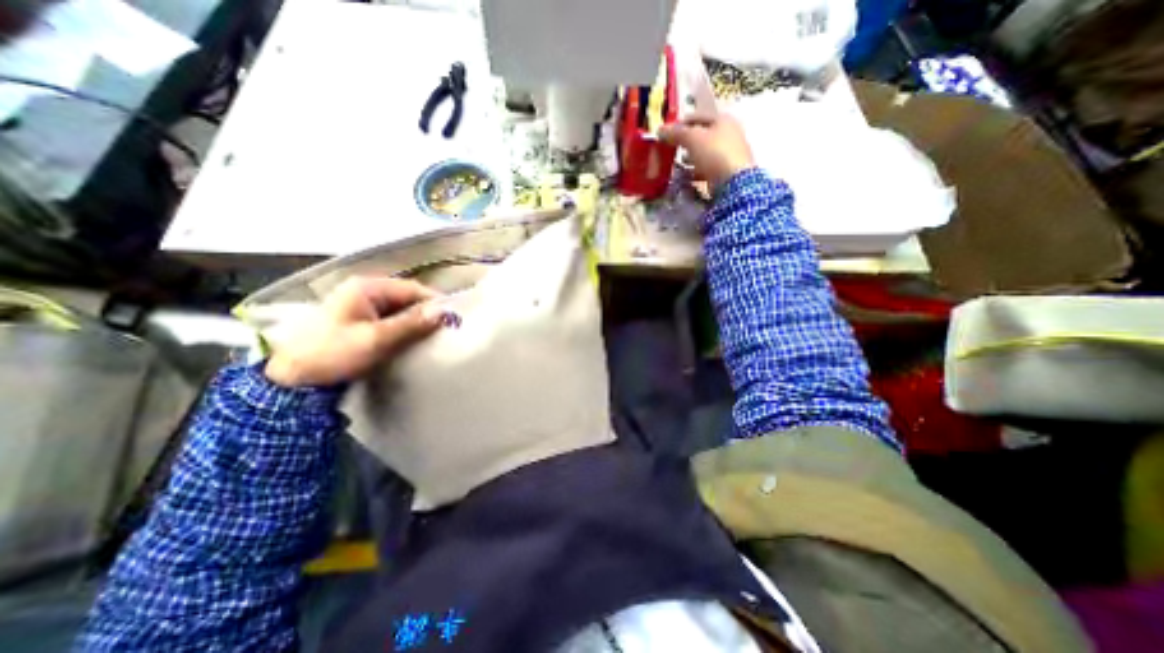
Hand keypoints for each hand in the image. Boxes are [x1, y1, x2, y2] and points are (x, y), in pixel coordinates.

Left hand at [266, 275, 446, 386]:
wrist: (292, 379)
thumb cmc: (332, 354)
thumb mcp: (375, 339)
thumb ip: (411, 324)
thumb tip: (444, 312)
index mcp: (367, 287)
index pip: (413, 289)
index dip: (435, 302)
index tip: (455, 319)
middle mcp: (366, 291)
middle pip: (408, 298)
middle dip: (427, 313)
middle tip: (446, 331)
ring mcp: (362, 305)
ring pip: (401, 309)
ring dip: (417, 322)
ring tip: (434, 337)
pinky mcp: (360, 320)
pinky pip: (392, 319)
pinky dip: (405, 328)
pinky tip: (413, 340)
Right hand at [663, 113, 754, 189]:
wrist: (734, 182)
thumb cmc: (714, 153)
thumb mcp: (692, 138)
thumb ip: (676, 133)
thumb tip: (660, 130)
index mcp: (722, 119)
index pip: (696, 117)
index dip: (680, 124)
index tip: (666, 135)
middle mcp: (728, 133)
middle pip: (701, 135)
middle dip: (685, 142)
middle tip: (671, 150)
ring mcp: (729, 153)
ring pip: (704, 152)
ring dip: (690, 158)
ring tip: (678, 164)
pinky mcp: (726, 171)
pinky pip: (707, 168)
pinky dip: (696, 171)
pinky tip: (687, 177)